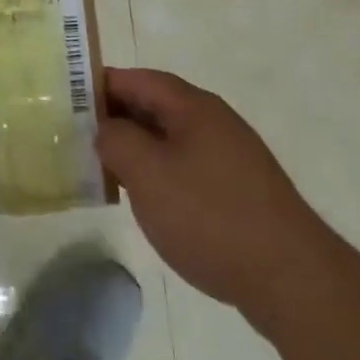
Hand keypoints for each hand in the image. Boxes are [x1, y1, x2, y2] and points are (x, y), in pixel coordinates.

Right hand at [97, 68, 332, 328]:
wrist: (291, 279)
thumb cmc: (210, 216)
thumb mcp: (147, 173)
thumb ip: (116, 140)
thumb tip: (106, 129)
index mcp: (192, 106)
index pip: (137, 79)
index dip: (100, 86)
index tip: (68, 103)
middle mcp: (214, 121)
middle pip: (155, 105)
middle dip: (116, 118)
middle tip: (78, 139)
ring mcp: (231, 156)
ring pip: (171, 139)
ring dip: (138, 149)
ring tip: (106, 171)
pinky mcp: (240, 191)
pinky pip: (188, 166)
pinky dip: (162, 173)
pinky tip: (149, 201)